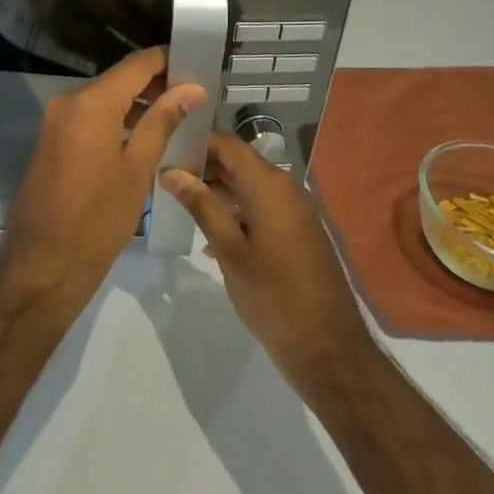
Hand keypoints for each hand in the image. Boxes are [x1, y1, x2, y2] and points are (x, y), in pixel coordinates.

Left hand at [0, 47, 206, 301]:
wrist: (42, 266)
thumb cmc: (97, 219)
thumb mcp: (138, 169)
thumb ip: (163, 121)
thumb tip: (191, 88)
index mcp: (90, 102)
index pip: (137, 64)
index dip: (169, 60)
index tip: (200, 64)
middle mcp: (68, 102)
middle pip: (121, 80)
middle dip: (158, 84)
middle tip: (198, 96)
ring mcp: (57, 121)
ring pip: (106, 100)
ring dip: (139, 105)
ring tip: (181, 116)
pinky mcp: (53, 142)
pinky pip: (91, 119)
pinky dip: (119, 121)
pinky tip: (148, 136)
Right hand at [160, 134, 373, 389]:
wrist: (329, 350)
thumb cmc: (274, 296)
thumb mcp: (230, 250)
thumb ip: (202, 206)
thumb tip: (172, 172)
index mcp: (270, 185)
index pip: (227, 144)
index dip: (195, 143)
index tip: (163, 155)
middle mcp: (286, 188)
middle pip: (237, 162)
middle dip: (202, 168)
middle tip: (165, 182)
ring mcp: (295, 210)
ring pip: (248, 185)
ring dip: (216, 191)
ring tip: (180, 206)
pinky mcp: (298, 231)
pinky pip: (261, 206)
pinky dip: (235, 211)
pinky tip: (210, 237)